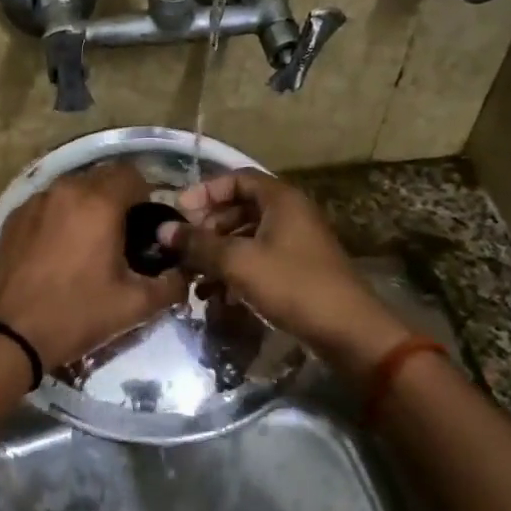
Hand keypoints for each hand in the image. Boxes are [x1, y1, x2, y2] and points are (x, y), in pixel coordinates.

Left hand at [0, 162, 187, 369]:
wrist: (9, 333)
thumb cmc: (76, 314)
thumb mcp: (135, 306)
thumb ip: (171, 284)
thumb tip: (183, 273)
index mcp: (99, 202)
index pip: (133, 174)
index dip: (145, 197)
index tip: (145, 228)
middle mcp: (66, 189)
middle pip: (102, 178)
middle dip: (117, 200)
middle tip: (121, 238)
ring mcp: (36, 201)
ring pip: (73, 190)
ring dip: (87, 207)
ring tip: (88, 245)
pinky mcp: (14, 216)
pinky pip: (48, 205)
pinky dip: (60, 217)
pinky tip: (58, 251)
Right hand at [161, 171, 408, 374]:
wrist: (348, 331)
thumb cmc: (292, 285)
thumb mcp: (238, 262)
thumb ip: (198, 244)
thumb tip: (162, 230)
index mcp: (281, 200)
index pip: (236, 179)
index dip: (205, 191)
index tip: (179, 211)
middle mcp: (290, 214)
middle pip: (240, 208)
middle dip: (208, 226)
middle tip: (184, 247)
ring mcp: (296, 243)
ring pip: (247, 237)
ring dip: (218, 253)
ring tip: (194, 277)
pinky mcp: (297, 270)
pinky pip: (259, 260)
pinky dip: (236, 271)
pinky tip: (216, 296)